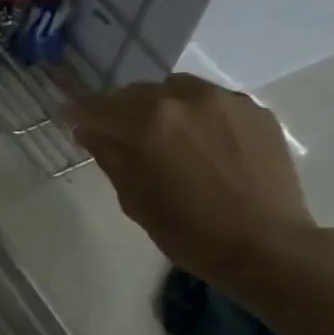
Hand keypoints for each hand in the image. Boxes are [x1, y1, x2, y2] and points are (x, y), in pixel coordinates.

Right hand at [65, 74, 318, 289]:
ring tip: (164, 139)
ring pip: (178, 91)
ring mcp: (225, 99)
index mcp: (148, 123)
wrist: (263, 244)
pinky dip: (197, 117)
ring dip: (162, 109)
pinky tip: (202, 147)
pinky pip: (213, 102)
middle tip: (118, 137)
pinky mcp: (255, 109)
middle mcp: (185, 97)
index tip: (70, 119)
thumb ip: (111, 158)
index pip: (100, 107)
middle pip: (140, 93)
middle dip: (123, 112)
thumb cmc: (188, 233)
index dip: (81, 113)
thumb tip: (89, 132)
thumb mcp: (136, 201)